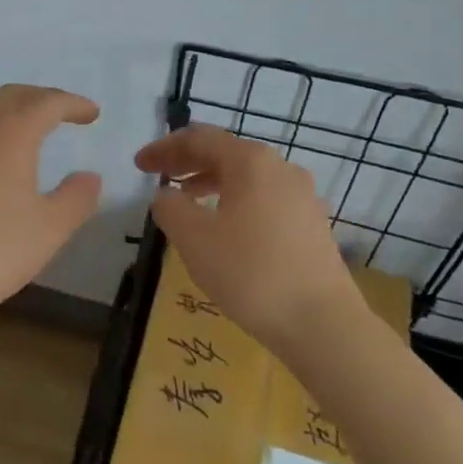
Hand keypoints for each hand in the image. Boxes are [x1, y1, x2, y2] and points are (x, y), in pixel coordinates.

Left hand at [0, 85, 102, 332]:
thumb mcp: (50, 230)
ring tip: (30, 135)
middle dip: (42, 98)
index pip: (47, 103)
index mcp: (10, 134)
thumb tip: (90, 177)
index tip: (92, 113)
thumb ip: (76, 198)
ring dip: (12, 114)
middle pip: (12, 96)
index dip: (73, 103)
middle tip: (64, 114)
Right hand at [135, 124, 360, 351]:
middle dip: (187, 162)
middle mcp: (279, 167)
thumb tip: (167, 195)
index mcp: (250, 161)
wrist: (323, 324)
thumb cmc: (251, 273)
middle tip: (157, 177)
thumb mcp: (195, 239)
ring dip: (210, 181)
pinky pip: (263, 197)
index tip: (139, 165)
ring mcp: (301, 195)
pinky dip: (235, 200)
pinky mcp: (311, 222)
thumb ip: (171, 208)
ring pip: (245, 176)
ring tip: (185, 201)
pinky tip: (224, 227)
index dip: (164, 148)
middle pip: (224, 152)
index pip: (199, 139)